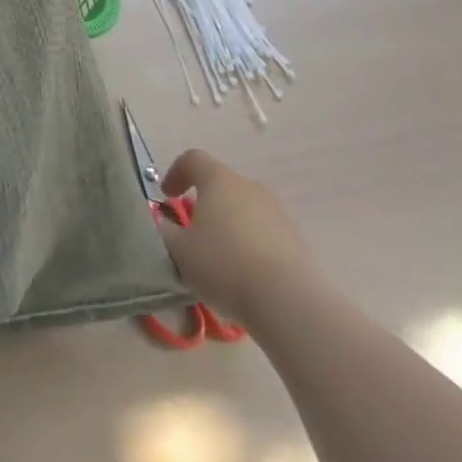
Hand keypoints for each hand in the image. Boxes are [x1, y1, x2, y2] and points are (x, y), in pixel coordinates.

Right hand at [154, 149, 318, 325]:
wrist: (289, 302)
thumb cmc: (224, 265)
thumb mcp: (180, 252)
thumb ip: (166, 232)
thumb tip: (164, 224)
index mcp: (218, 180)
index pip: (192, 159)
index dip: (176, 172)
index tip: (167, 196)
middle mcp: (249, 186)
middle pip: (221, 185)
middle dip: (205, 204)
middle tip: (193, 232)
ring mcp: (277, 212)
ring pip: (245, 210)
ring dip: (230, 226)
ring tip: (221, 259)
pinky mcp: (297, 240)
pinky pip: (265, 234)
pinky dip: (252, 246)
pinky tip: (247, 276)